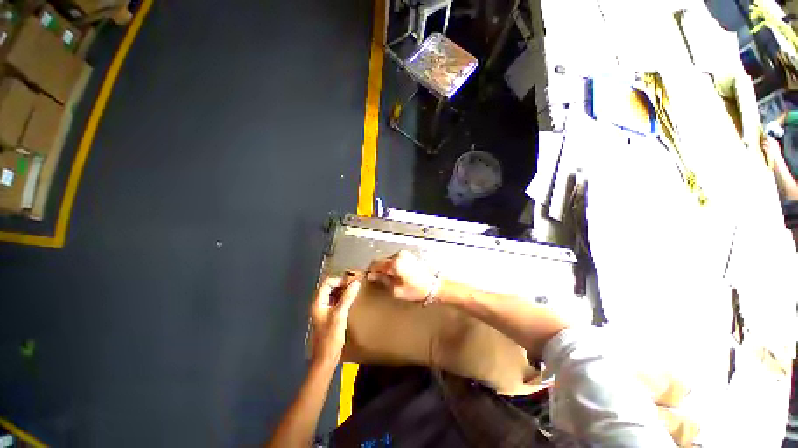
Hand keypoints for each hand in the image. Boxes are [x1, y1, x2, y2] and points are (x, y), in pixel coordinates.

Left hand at [310, 274, 360, 367]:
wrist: (325, 359)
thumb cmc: (330, 338)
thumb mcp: (339, 316)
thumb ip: (347, 298)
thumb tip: (356, 283)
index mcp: (318, 303)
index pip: (327, 283)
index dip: (339, 280)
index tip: (352, 282)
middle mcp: (319, 305)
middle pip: (330, 287)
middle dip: (342, 284)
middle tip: (355, 285)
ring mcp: (324, 311)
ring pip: (334, 294)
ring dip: (343, 291)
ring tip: (355, 290)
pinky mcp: (330, 316)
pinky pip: (336, 302)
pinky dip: (344, 298)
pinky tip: (352, 300)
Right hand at [366, 250, 438, 302]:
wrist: (433, 286)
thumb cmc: (415, 290)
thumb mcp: (396, 290)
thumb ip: (383, 280)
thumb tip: (373, 275)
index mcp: (394, 263)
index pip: (376, 263)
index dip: (370, 271)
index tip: (368, 277)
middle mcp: (398, 255)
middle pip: (382, 260)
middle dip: (378, 269)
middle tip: (377, 280)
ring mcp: (405, 254)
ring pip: (389, 259)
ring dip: (386, 267)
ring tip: (387, 278)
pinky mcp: (409, 256)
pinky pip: (396, 259)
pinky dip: (393, 265)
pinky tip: (395, 274)